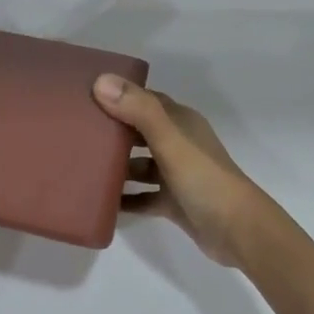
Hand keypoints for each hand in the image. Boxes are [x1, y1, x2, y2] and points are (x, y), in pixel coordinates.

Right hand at [93, 74, 267, 266]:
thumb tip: (100, 81)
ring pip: (139, 165)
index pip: (144, 100)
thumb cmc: (205, 180)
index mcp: (181, 123)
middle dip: (111, 131)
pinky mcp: (173, 202)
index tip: (84, 96)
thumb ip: (138, 111)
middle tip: (74, 132)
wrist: (239, 232)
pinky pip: (141, 196)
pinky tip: (100, 202)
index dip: (117, 95)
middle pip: (138, 132)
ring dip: (115, 166)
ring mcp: (176, 175)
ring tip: (81, 167)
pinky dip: (124, 198)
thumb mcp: (170, 142)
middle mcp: (179, 144)